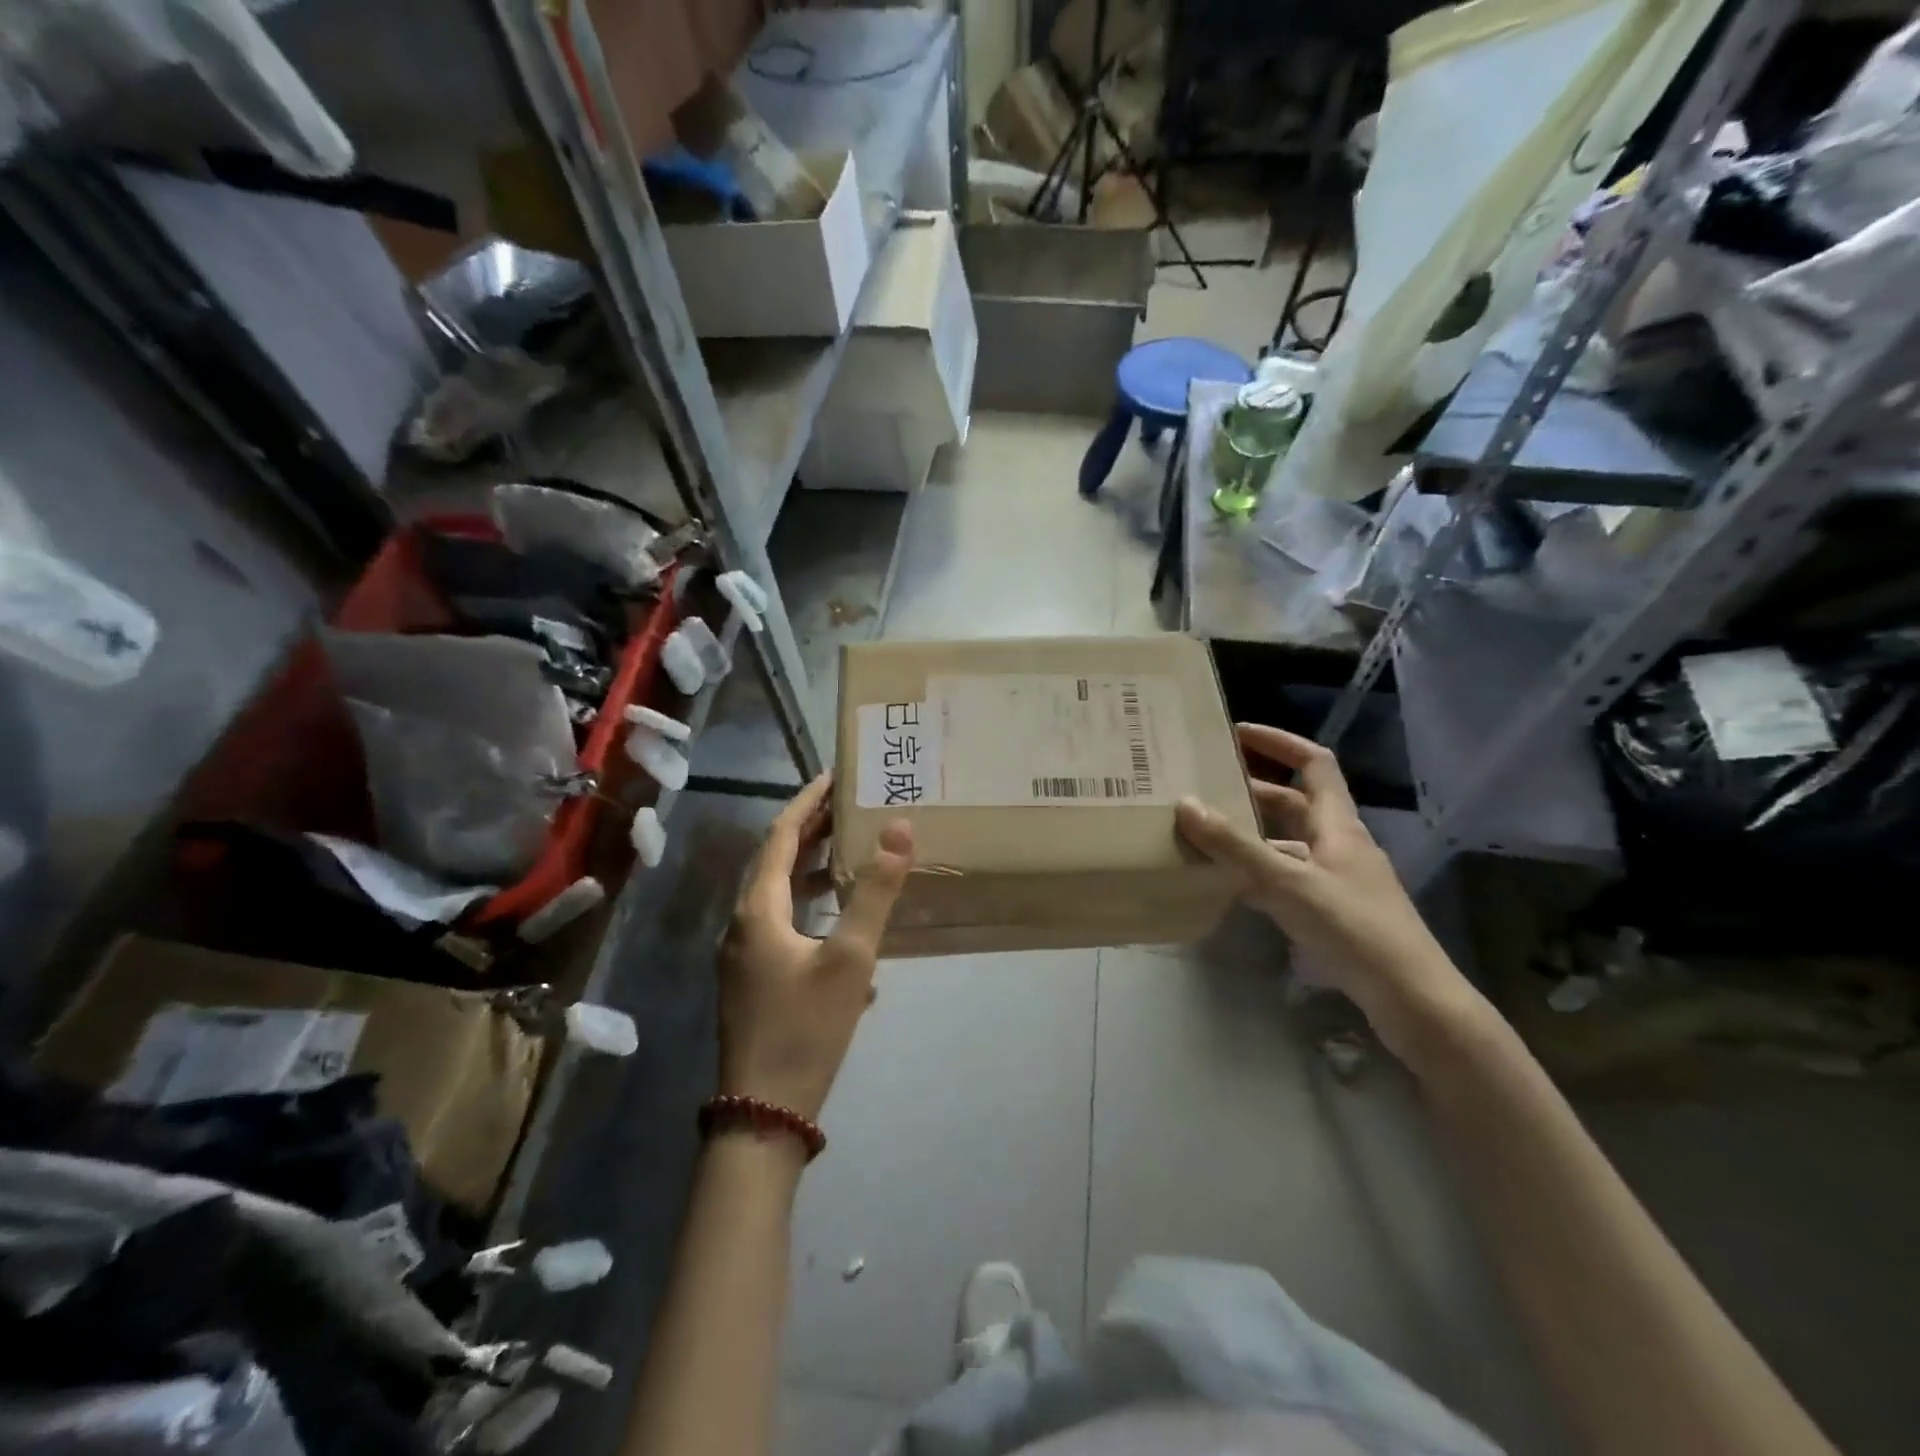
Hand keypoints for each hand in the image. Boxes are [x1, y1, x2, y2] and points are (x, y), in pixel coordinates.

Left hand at [717, 775, 913, 1121]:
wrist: (763, 1113)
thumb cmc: (806, 1028)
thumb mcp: (850, 958)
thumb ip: (874, 892)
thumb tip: (899, 829)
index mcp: (757, 909)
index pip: (780, 836)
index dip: (806, 803)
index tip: (833, 777)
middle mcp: (742, 924)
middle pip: (775, 862)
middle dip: (809, 832)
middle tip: (848, 808)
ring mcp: (744, 955)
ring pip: (778, 896)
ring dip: (809, 870)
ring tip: (847, 853)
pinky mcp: (753, 980)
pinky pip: (781, 925)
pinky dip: (809, 908)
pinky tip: (842, 926)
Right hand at [1175, 724, 1476, 1059]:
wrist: (1411, 998)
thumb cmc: (1354, 928)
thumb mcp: (1288, 883)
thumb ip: (1236, 847)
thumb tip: (1185, 804)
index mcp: (1337, 824)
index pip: (1313, 763)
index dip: (1279, 742)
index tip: (1237, 734)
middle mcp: (1338, 843)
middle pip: (1293, 803)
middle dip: (1250, 791)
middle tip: (1204, 788)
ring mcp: (1335, 879)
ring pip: (1287, 843)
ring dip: (1250, 835)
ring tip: (1204, 834)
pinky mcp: (1330, 910)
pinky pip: (1285, 877)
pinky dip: (1256, 872)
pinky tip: (1227, 883)